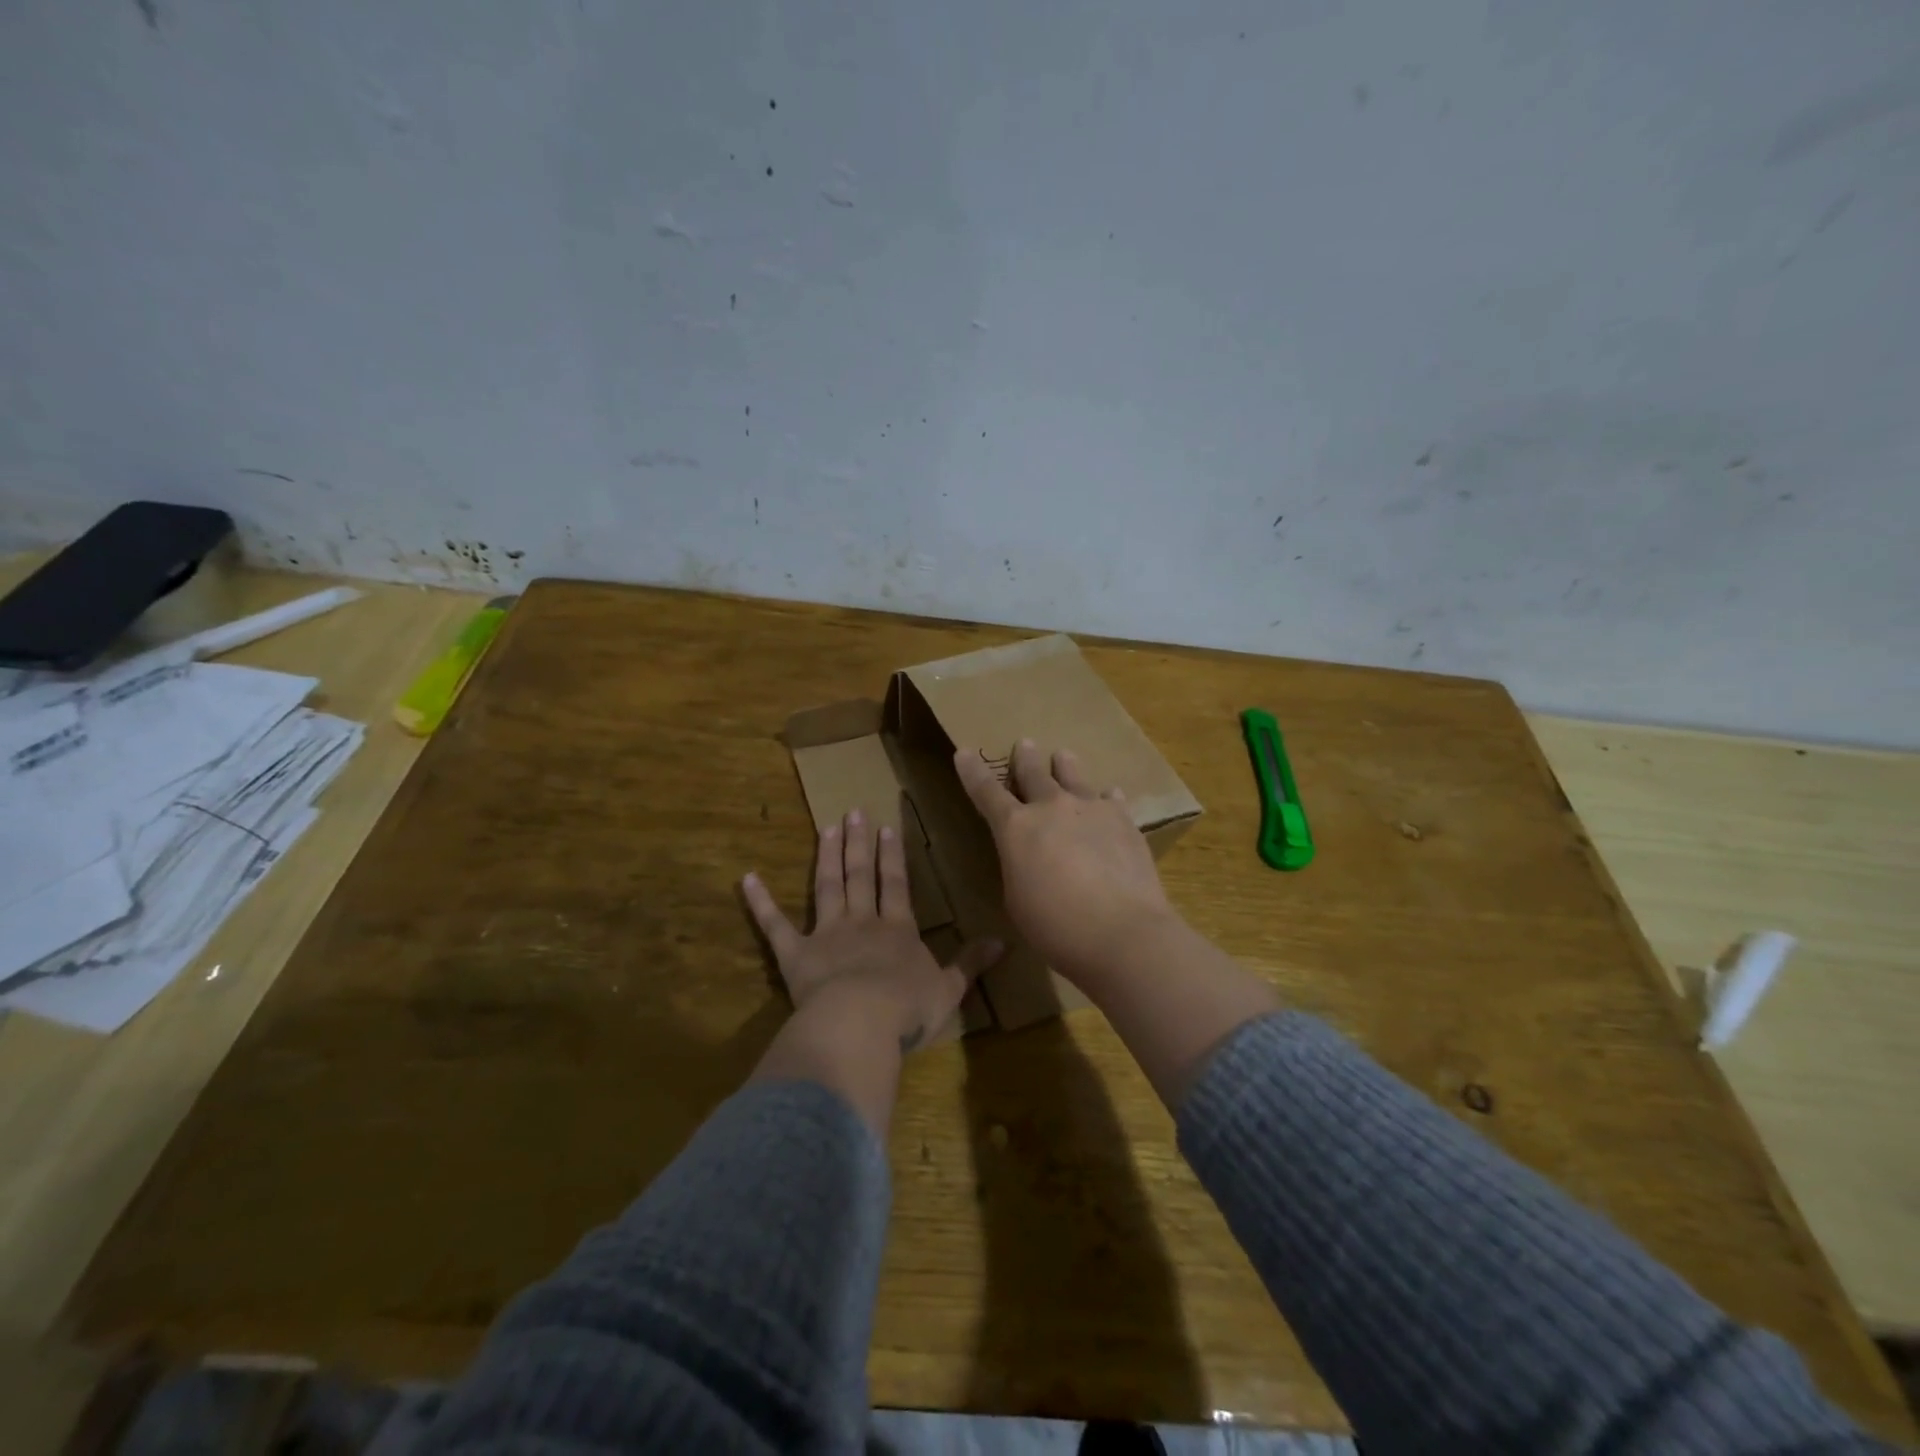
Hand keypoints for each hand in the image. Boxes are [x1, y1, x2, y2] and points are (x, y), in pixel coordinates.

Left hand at [743, 808, 1001, 1052]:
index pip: (895, 885)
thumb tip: (1004, 942)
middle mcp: (862, 922)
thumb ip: (971, 963)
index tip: (886, 826)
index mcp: (897, 930)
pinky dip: (761, 902)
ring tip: (827, 827)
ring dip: (827, 857)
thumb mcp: (949, 989)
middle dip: (859, 843)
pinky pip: (775, 925)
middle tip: (853, 811)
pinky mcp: (795, 955)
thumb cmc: (908, 1009)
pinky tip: (747, 878)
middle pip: (860, 876)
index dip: (892, 856)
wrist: (861, 1024)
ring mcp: (826, 935)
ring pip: (827, 887)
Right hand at [953, 739, 1179, 985]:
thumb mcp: (1017, 901)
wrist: (1122, 932)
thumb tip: (1030, 857)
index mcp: (1016, 828)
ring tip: (1063, 755)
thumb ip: (1018, 868)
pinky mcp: (1124, 821)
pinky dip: (1105, 798)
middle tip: (1024, 744)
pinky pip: (1111, 799)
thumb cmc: (1056, 927)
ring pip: (1074, 776)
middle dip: (1025, 758)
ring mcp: (1091, 809)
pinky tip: (1109, 796)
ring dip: (1065, 765)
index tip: (964, 752)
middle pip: (1033, 773)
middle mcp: (1052, 808)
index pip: (986, 792)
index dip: (973, 771)